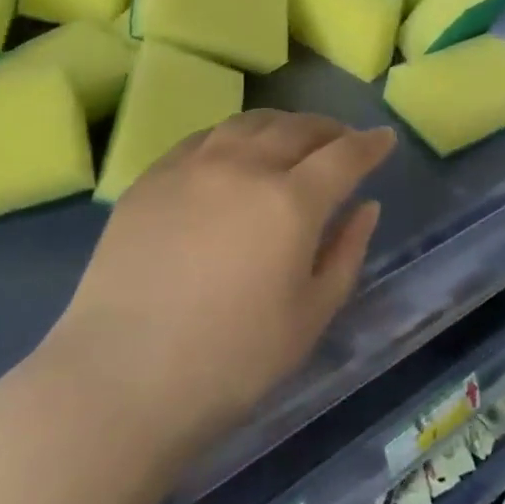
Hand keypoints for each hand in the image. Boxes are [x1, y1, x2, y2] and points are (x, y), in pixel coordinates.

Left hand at [40, 112, 396, 470]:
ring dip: (282, 125)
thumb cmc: (231, 361)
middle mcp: (243, 166)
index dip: (370, 144)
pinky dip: (233, 136)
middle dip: (328, 130)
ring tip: (292, 138)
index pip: (344, 155)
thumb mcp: (311, 316)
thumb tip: (366, 207)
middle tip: (342, 139)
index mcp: (290, 202)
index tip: (384, 139)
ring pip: (247, 123)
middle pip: (296, 128)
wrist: (120, 380)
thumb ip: (346, 253)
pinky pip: (203, 138)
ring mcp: (191, 167)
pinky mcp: (151, 178)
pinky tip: (234, 153)